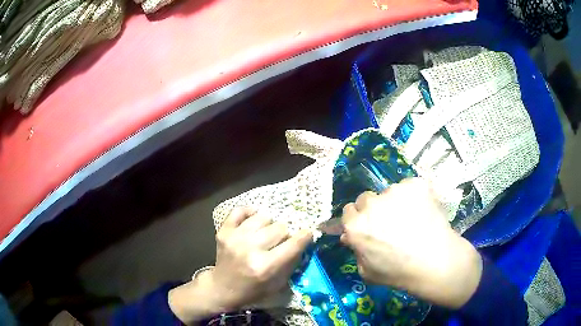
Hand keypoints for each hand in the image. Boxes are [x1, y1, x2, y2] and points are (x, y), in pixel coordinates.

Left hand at [169, 207, 311, 323]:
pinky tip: (253, 221)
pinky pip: (240, 210)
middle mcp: (250, 249)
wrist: (222, 288)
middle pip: (280, 227)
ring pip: (263, 217)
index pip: (293, 244)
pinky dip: (249, 213)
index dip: (304, 236)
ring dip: (268, 224)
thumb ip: (291, 262)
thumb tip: (303, 240)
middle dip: (284, 234)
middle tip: (280, 241)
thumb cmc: (253, 290)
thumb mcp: (278, 284)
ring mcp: (234, 238)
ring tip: (265, 233)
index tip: (307, 233)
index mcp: (265, 267)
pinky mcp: (223, 232)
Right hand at [341, 178, 481, 308]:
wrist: (435, 262)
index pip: (349, 211)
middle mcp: (371, 204)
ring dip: (395, 202)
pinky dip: (414, 196)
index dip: (359, 219)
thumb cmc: (399, 272)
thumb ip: (356, 251)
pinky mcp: (415, 184)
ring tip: (412, 218)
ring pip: (389, 192)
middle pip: (366, 198)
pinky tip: (423, 210)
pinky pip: (409, 186)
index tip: (369, 226)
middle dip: (373, 208)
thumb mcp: (367, 271)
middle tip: (389, 222)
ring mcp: (395, 191)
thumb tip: (349, 235)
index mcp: (356, 225)